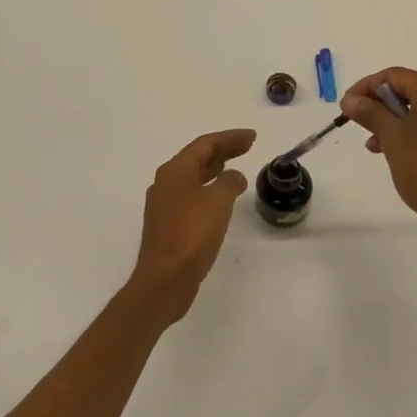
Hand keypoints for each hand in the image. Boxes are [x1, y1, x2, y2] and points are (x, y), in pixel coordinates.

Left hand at [129, 129, 254, 322]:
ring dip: (215, 169)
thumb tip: (233, 177)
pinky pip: (192, 196)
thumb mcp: (217, 201)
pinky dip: (209, 189)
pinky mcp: (169, 225)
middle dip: (224, 150)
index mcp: (175, 171)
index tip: (252, 137)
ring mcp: (165, 205)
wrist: (164, 280)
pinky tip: (221, 199)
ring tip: (235, 166)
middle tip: (248, 146)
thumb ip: (229, 182)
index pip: (205, 144)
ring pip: (194, 177)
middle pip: (198, 158)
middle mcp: (166, 183)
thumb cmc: (191, 235)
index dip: (230, 138)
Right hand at [342, 68, 416, 246]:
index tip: (347, 106)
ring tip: (380, 147)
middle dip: (383, 107)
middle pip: (413, 92)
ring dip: (400, 123)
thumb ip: (370, 113)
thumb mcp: (391, 139)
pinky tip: (409, 157)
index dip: (366, 88)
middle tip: (362, 126)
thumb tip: (351, 99)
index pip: (394, 76)